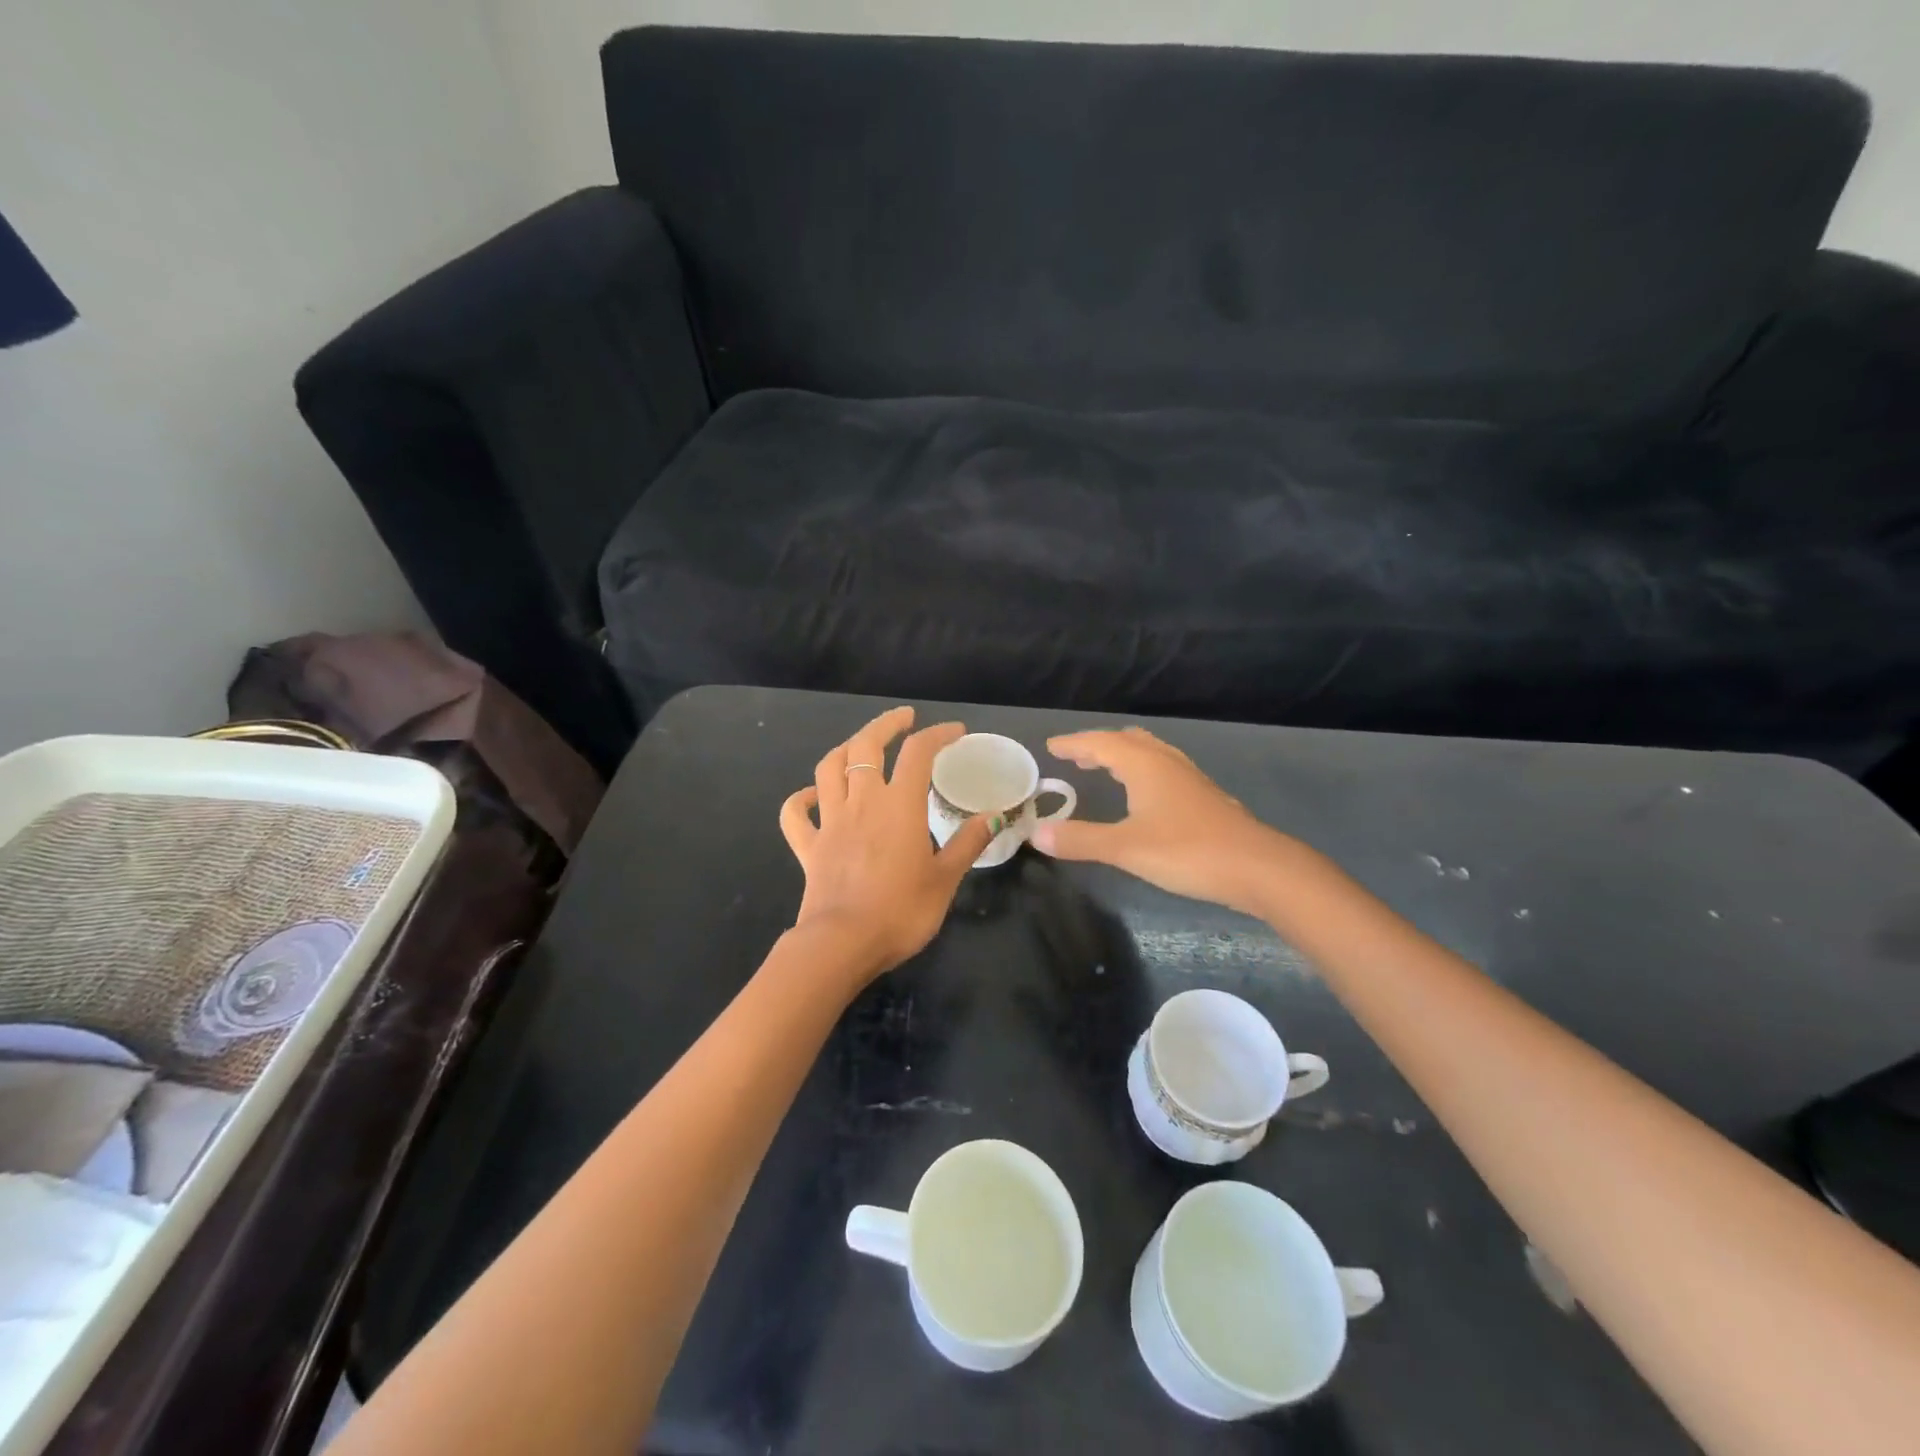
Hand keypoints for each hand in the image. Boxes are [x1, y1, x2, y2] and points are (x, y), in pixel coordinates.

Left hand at [779, 707, 995, 979]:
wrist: (842, 944)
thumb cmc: (901, 911)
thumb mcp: (945, 878)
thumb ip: (968, 843)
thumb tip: (994, 817)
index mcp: (899, 805)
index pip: (918, 752)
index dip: (938, 734)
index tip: (955, 732)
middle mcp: (861, 802)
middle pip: (865, 746)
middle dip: (886, 725)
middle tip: (904, 718)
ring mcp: (830, 822)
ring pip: (828, 768)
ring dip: (845, 750)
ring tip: (860, 747)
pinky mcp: (808, 847)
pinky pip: (795, 814)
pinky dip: (802, 799)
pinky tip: (814, 796)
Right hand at [1031, 727, 1292, 915]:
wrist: (1257, 867)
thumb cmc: (1187, 851)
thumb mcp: (1126, 848)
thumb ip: (1080, 840)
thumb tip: (1036, 833)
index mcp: (1144, 765)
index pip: (1100, 743)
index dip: (1074, 743)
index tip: (1052, 746)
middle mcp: (1166, 763)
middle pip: (1127, 741)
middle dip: (1099, 746)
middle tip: (1076, 757)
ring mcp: (1190, 778)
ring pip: (1150, 753)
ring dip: (1123, 756)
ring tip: (1105, 768)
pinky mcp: (1204, 796)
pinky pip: (1164, 769)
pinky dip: (1143, 770)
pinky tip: (1146, 795)